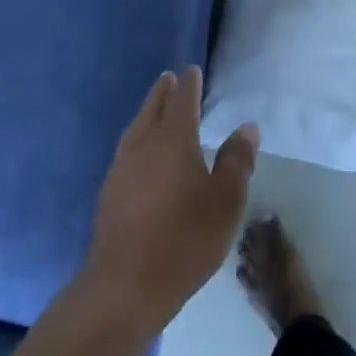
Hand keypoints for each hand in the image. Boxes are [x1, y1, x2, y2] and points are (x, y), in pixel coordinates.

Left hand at [83, 67, 258, 335]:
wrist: (125, 284)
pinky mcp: (109, 191)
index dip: (189, 83)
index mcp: (174, 139)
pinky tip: (141, 153)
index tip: (192, 71)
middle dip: (164, 91)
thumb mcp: (225, 202)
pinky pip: (127, 149)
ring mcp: (122, 167)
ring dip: (147, 112)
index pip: (182, 99)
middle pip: (153, 107)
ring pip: (136, 127)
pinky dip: (138, 137)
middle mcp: (144, 144)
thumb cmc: (185, 239)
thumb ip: (236, 161)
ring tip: (155, 108)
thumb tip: (246, 128)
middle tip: (171, 79)